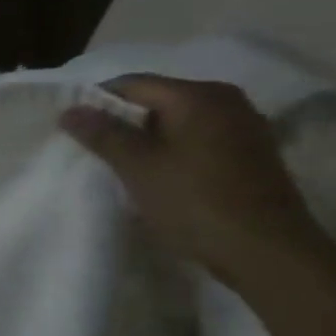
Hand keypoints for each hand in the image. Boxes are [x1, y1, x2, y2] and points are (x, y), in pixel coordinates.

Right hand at [59, 74, 328, 284]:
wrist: (265, 250)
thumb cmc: (195, 201)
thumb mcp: (138, 167)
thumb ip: (103, 134)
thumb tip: (69, 110)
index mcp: (198, 95)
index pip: (132, 84)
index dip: (97, 103)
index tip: (73, 129)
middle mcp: (226, 100)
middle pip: (157, 100)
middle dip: (122, 122)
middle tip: (94, 150)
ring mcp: (244, 127)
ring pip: (177, 122)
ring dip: (146, 139)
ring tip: (122, 166)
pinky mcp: (251, 154)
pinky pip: (198, 139)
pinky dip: (172, 151)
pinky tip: (159, 176)